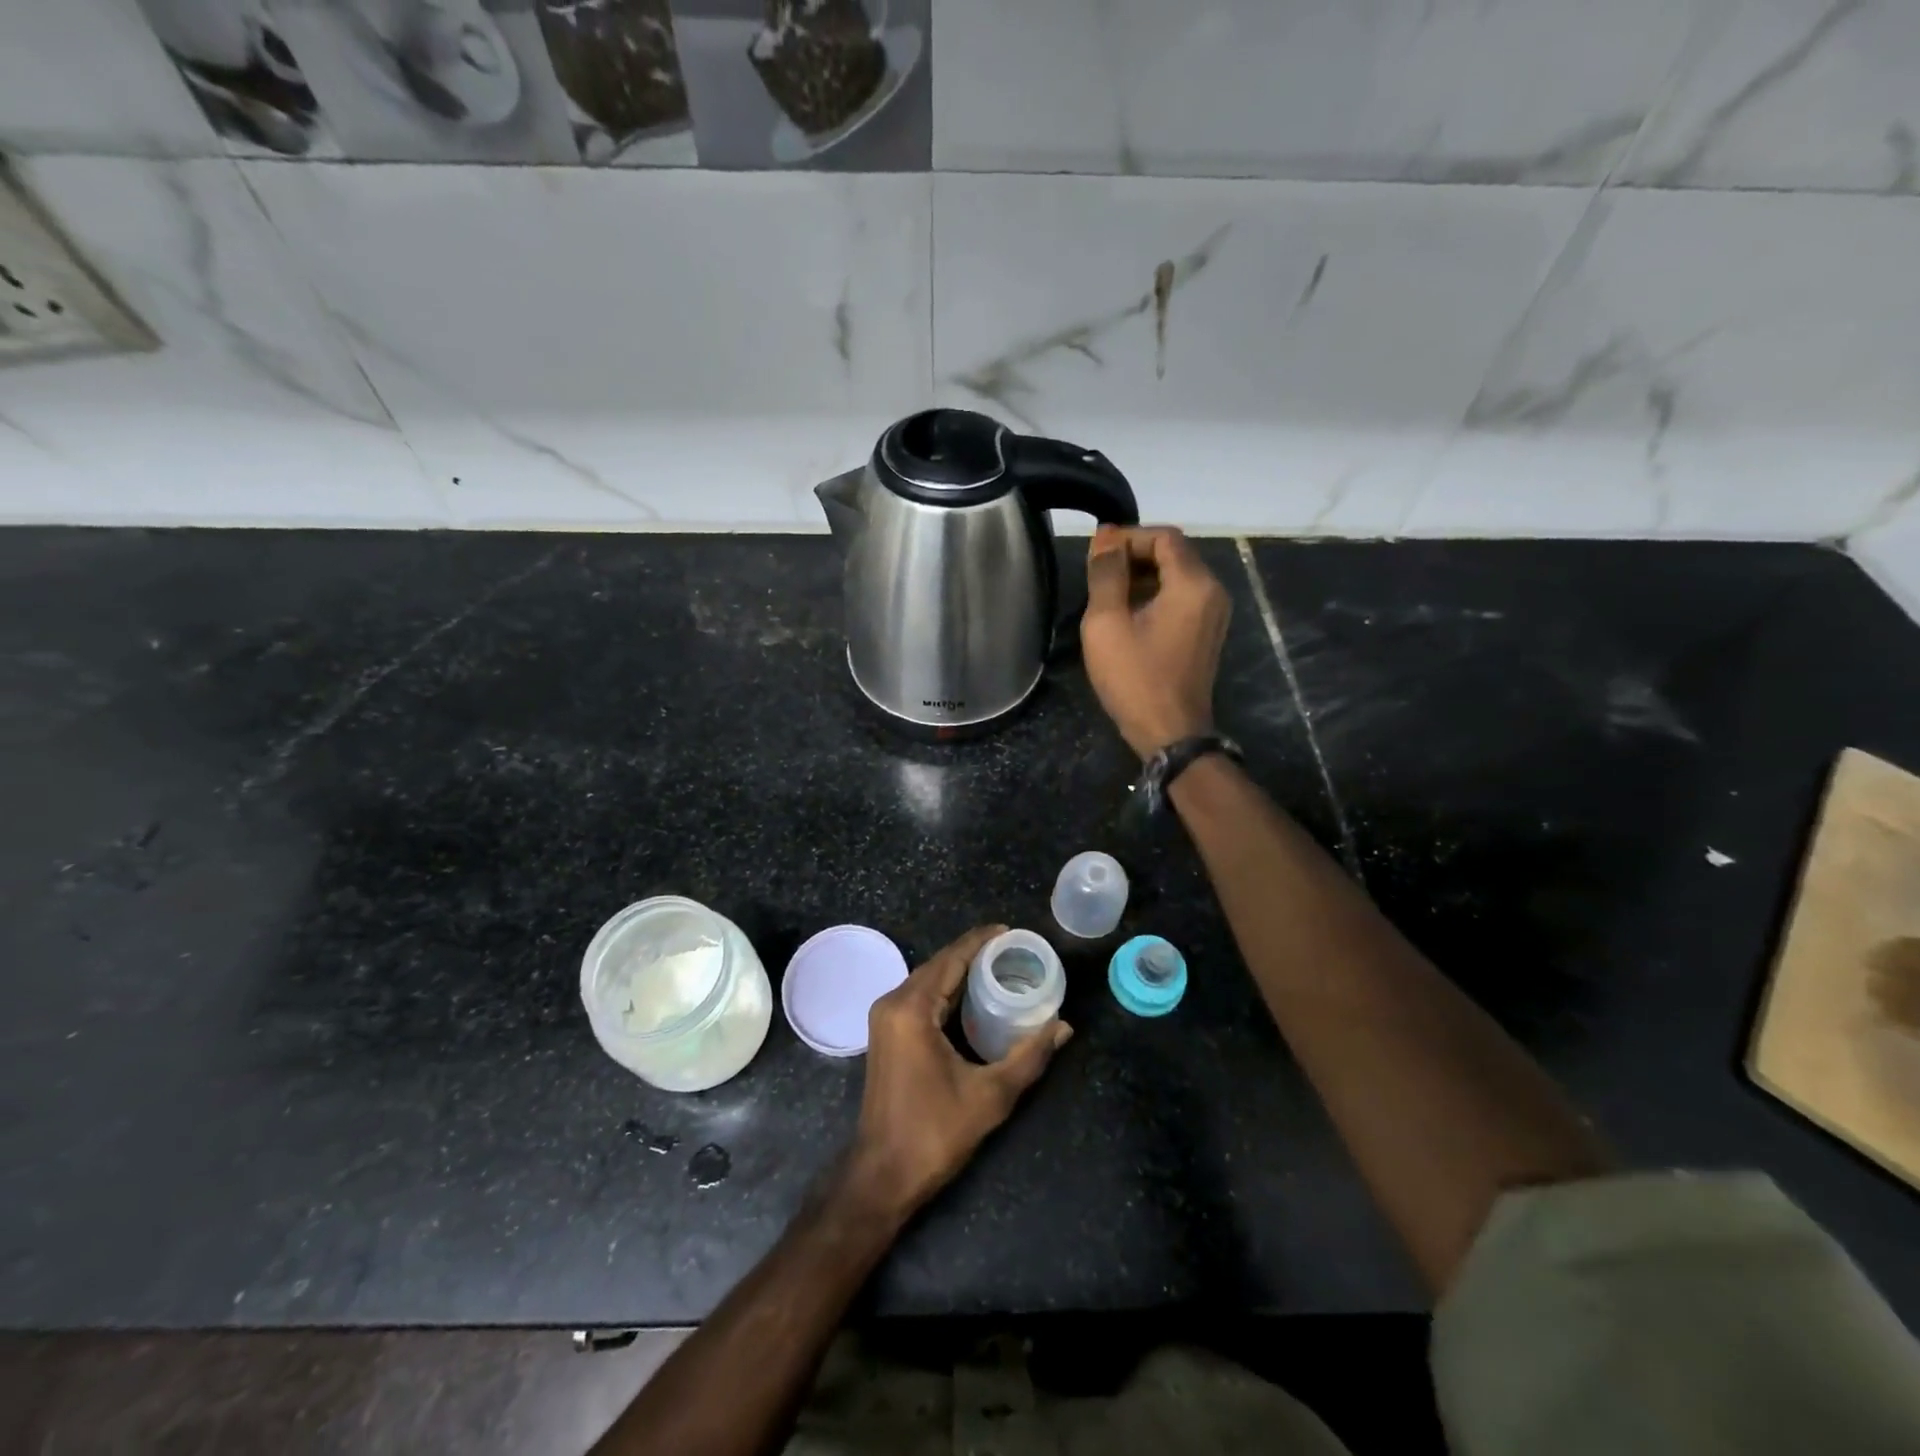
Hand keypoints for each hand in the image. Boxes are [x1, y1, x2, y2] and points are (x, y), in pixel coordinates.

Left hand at [846, 925, 1071, 1219]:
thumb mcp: (990, 1095)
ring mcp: (885, 1018)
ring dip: (960, 970)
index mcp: (911, 1008)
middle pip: (938, 964)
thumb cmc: (934, 1132)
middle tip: (1013, 949)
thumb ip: (1029, 1056)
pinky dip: (946, 989)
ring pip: (928, 979)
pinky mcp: (887, 1033)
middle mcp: (893, 1003)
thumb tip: (1063, 1026)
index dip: (980, 940)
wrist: (882, 1174)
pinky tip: (973, 994)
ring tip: (999, 965)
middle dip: (973, 953)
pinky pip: (919, 996)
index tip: (1011, 930)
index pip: (951, 958)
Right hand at [1080, 525, 1231, 757]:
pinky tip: (1128, 614)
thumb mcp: (1107, 623)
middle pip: (1174, 554)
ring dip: (1142, 576)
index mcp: (1193, 584)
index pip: (1164, 537)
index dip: (1128, 537)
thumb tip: (1106, 538)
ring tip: (1107, 593)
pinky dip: (1155, 595)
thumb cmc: (1135, 678)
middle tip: (1097, 573)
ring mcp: (1214, 614)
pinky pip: (1182, 598)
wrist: (1170, 733)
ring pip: (1177, 576)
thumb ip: (1106, 575)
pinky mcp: (1207, 633)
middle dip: (1134, 555)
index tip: (1096, 553)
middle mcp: (1213, 591)